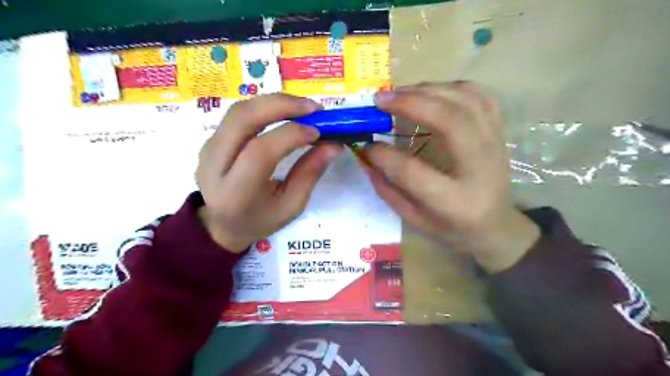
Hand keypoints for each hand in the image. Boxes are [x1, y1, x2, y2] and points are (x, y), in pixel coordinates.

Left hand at [194, 93, 340, 252]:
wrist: (221, 224)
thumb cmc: (260, 220)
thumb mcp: (291, 206)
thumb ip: (309, 174)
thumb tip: (333, 145)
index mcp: (236, 192)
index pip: (260, 152)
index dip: (291, 135)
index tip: (319, 132)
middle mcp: (215, 164)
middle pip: (243, 119)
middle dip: (281, 105)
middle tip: (313, 107)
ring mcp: (208, 148)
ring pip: (239, 110)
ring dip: (273, 102)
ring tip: (302, 107)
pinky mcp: (210, 140)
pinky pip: (238, 114)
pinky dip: (264, 107)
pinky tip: (284, 113)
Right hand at [361, 82, 536, 271]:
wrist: (497, 225)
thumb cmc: (453, 228)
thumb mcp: (414, 220)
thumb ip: (388, 189)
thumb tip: (366, 156)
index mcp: (455, 202)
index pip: (413, 171)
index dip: (384, 155)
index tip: (364, 145)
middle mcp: (480, 168)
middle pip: (450, 121)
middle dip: (411, 103)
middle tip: (380, 99)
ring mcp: (496, 145)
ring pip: (466, 100)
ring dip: (428, 89)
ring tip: (399, 93)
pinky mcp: (499, 132)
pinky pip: (479, 96)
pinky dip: (451, 87)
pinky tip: (430, 92)